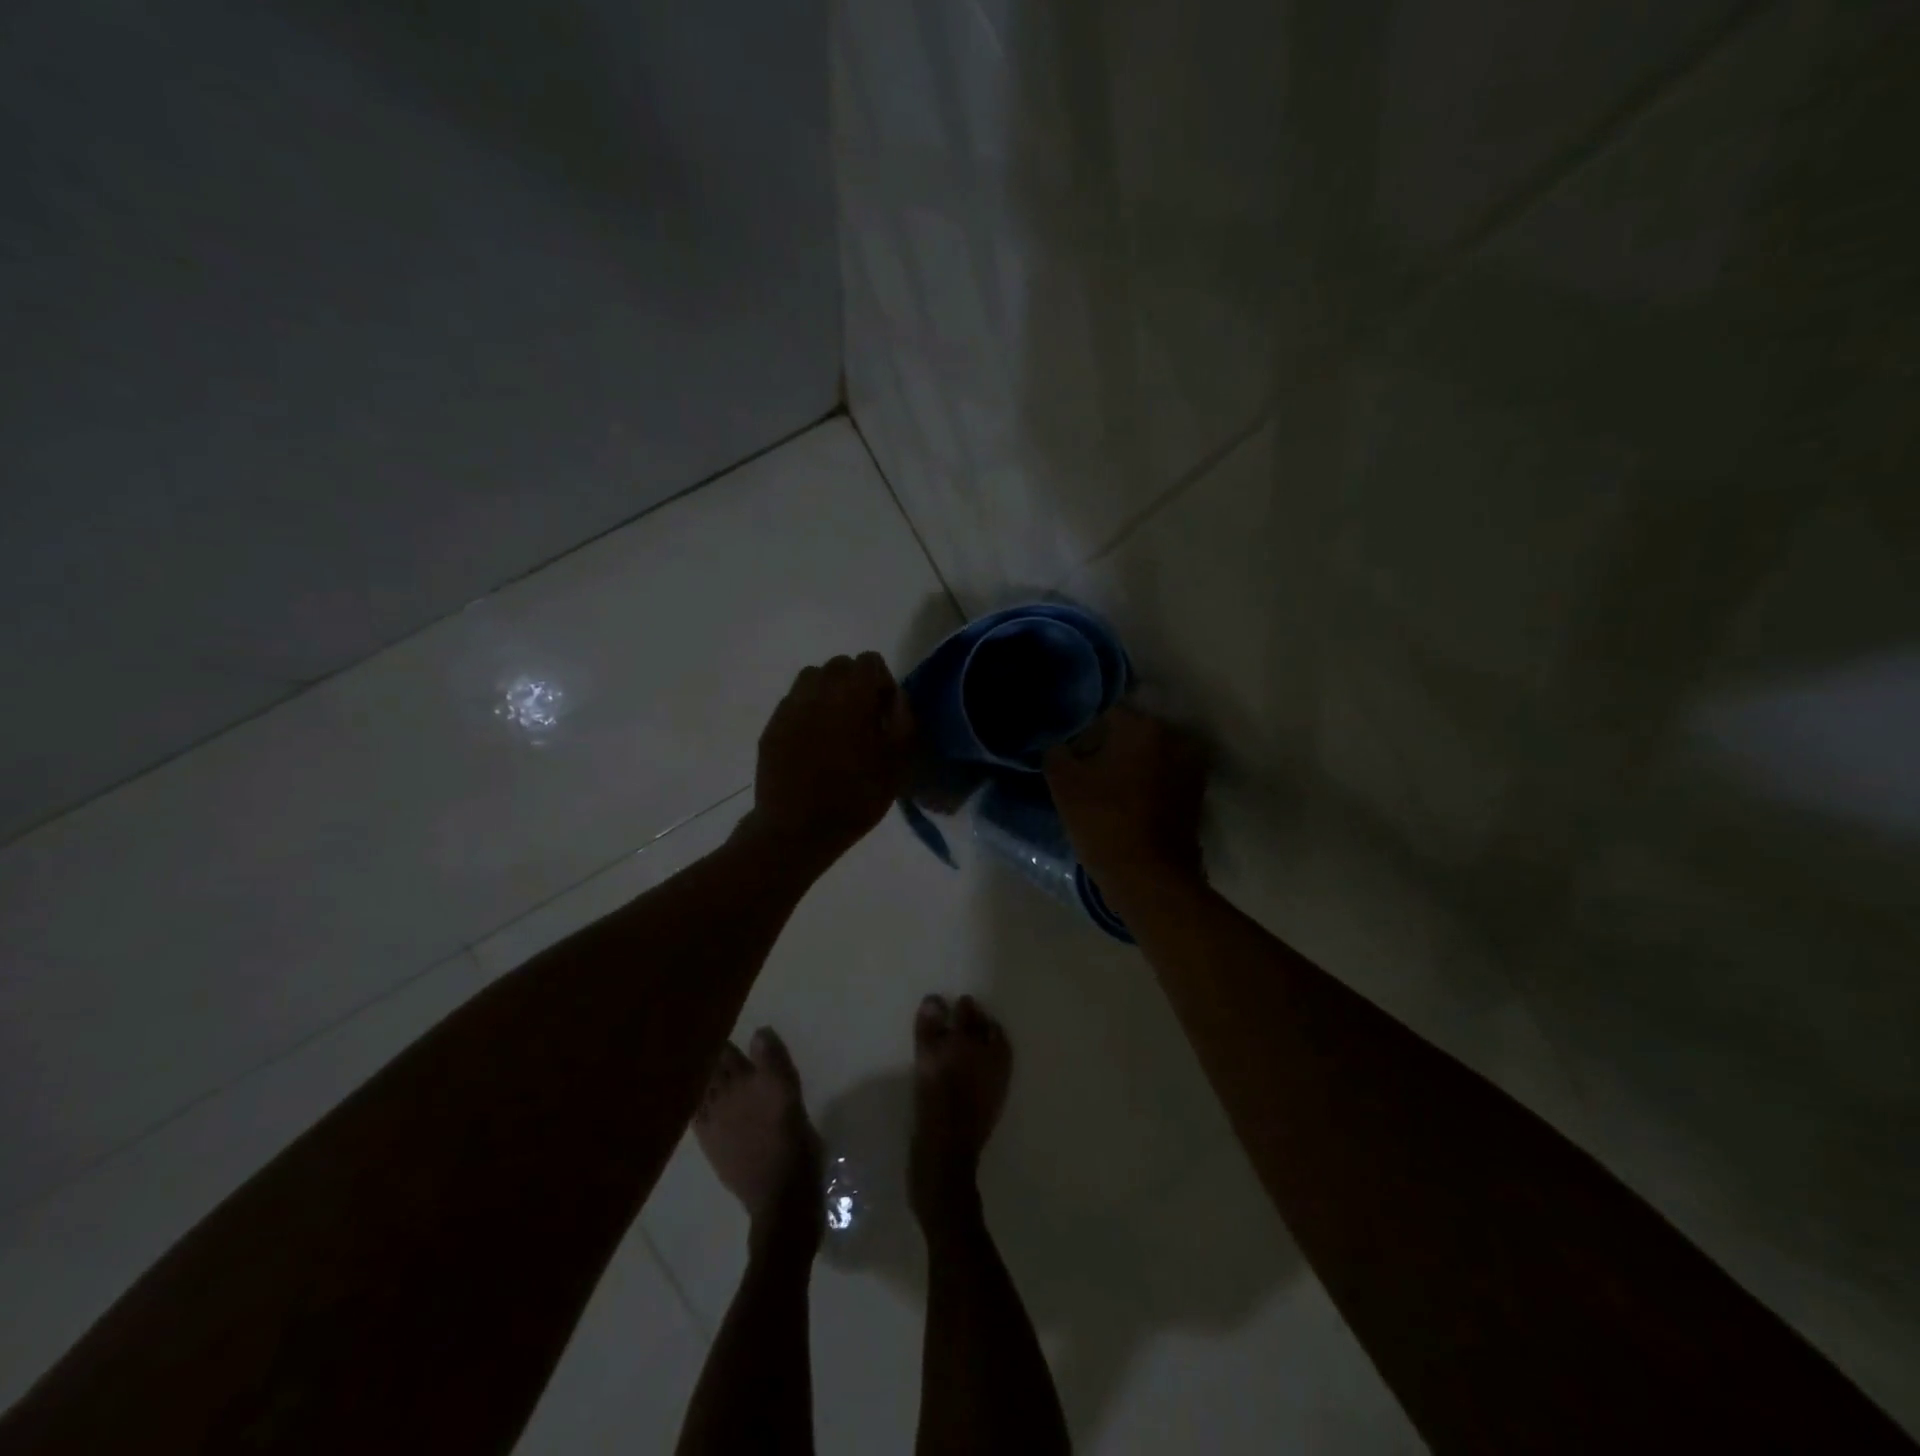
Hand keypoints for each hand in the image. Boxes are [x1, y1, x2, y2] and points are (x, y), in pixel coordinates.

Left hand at [745, 652, 914, 867]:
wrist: (797, 830)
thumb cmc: (855, 798)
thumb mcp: (897, 764)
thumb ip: (902, 721)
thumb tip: (895, 698)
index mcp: (852, 696)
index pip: (869, 661)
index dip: (882, 683)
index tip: (884, 712)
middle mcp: (817, 691)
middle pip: (840, 666)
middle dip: (854, 684)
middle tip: (862, 719)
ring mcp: (790, 707)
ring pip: (812, 678)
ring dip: (828, 692)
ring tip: (835, 727)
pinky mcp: (772, 726)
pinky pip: (793, 702)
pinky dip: (807, 711)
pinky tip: (813, 743)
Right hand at [1043, 703, 1206, 892]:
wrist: (1150, 879)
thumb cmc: (1104, 823)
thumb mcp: (1063, 784)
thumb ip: (1056, 752)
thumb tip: (1059, 743)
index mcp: (1144, 727)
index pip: (1104, 713)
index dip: (1081, 731)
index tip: (1068, 752)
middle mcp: (1174, 738)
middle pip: (1130, 732)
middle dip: (1106, 747)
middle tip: (1083, 771)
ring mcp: (1191, 767)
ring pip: (1147, 755)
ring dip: (1127, 766)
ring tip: (1103, 789)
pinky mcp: (1196, 794)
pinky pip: (1162, 777)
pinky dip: (1144, 784)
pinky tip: (1124, 803)